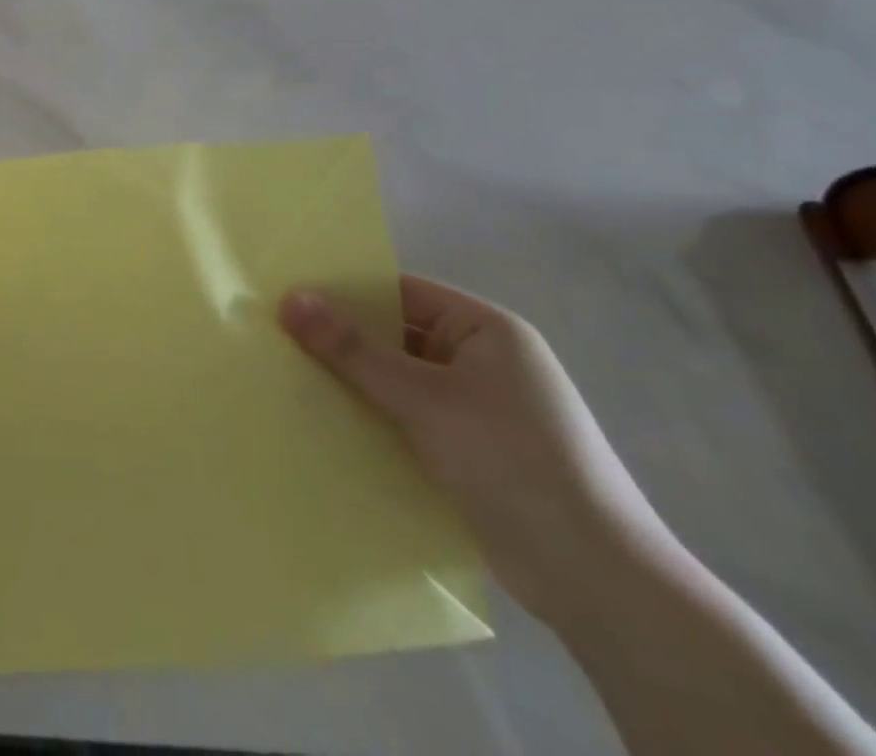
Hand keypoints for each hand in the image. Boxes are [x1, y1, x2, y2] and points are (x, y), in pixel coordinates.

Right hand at [280, 276, 674, 625]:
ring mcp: (478, 408)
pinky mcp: (470, 451)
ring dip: (352, 382)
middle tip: (275, 338)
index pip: (399, 292)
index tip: (285, 298)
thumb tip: (289, 297)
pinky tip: (326, 423)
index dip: (343, 292)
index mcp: (486, 330)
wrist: (599, 584)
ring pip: (397, 379)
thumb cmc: (512, 463)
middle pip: (395, 335)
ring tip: (288, 378)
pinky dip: (372, 417)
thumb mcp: (424, 398)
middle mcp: (483, 360)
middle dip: (341, 340)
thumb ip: (353, 349)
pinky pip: (407, 417)